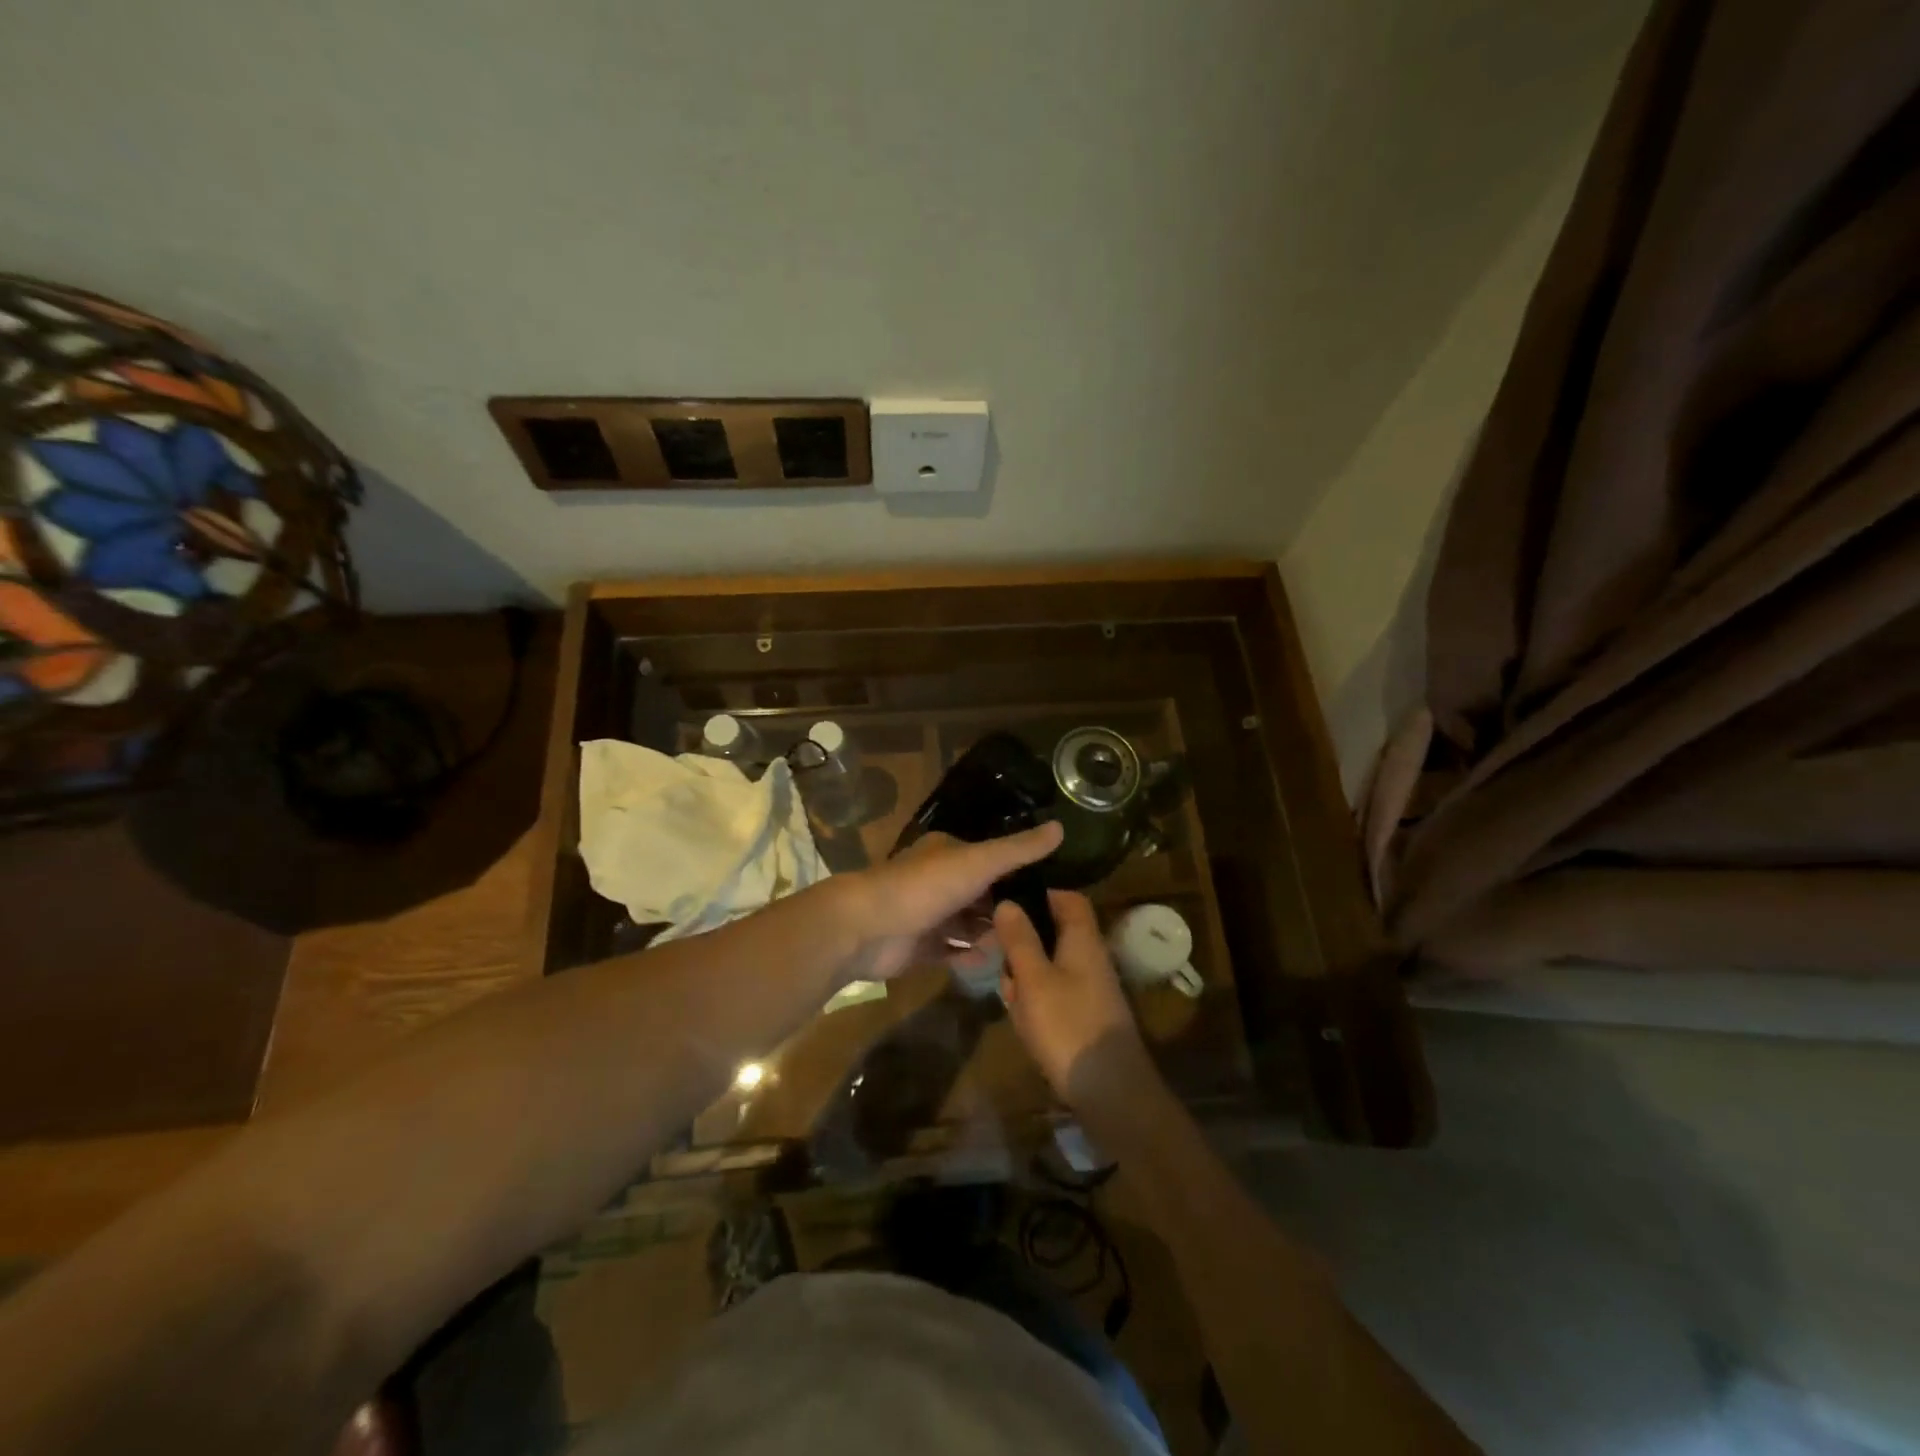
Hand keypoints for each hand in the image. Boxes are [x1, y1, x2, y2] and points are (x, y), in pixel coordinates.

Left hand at [842, 822, 1063, 981]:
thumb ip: (1018, 850)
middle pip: (982, 895)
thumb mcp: (977, 862)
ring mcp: (929, 915)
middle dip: (1006, 910)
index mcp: (950, 853)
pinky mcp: (920, 947)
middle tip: (1041, 930)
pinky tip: (994, 967)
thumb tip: (1061, 826)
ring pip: (969, 925)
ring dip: (991, 936)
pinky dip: (971, 958)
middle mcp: (939, 880)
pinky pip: (953, 952)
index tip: (1052, 891)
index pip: (992, 859)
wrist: (866, 928)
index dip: (1019, 873)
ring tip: (1023, 951)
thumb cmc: (924, 887)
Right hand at [995, 890, 1147, 1103]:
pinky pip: (1054, 995)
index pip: (1067, 898)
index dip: (1039, 894)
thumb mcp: (1034, 979)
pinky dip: (1036, 1003)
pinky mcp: (1085, 1016)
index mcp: (1083, 939)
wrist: (1111, 1093)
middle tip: (1002, 964)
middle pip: (1053, 933)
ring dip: (1025, 978)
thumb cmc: (1068, 1026)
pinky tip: (1026, 1024)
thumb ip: (1020, 939)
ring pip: (1049, 966)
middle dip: (1023, 946)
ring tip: (1013, 1001)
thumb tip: (1007, 901)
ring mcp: (1090, 988)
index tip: (1007, 904)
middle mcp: (1091, 957)